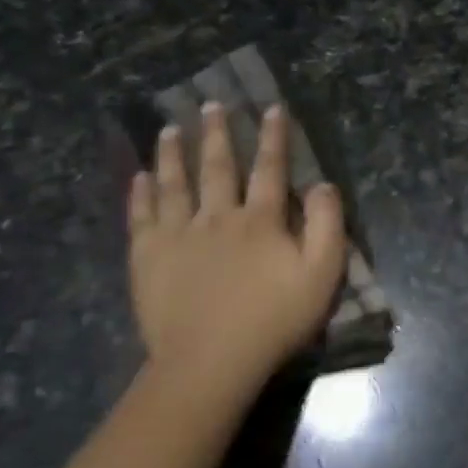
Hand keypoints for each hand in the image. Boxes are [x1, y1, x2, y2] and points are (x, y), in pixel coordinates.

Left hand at [127, 103, 346, 398]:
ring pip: (175, 184)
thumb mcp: (322, 274)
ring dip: (173, 154)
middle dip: (218, 134)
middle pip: (218, 167)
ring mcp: (178, 236)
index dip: (273, 137)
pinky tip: (140, 177)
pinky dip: (141, 194)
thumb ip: (327, 225)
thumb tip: (323, 184)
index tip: (271, 108)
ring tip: (170, 129)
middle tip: (211, 105)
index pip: (270, 169)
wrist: (210, 362)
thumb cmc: (274, 319)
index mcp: (261, 221)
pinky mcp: (148, 259)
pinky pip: (142, 218)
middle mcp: (218, 217)